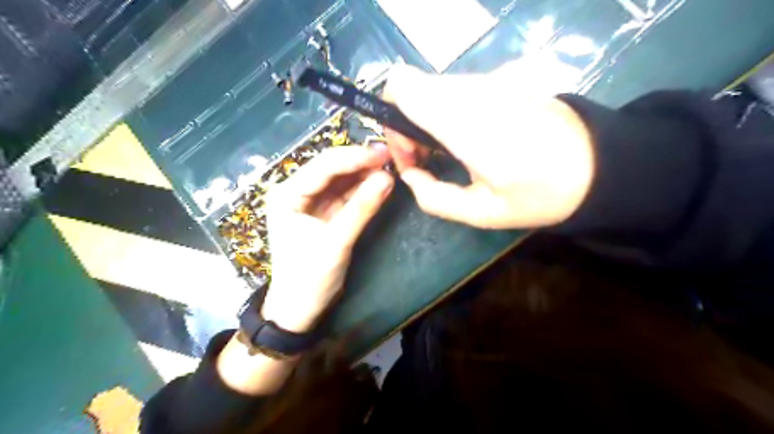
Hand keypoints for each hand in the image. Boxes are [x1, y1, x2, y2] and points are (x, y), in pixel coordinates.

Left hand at [260, 145, 393, 331]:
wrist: (299, 310)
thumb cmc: (309, 278)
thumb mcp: (336, 242)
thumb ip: (362, 208)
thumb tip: (388, 178)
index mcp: (288, 194)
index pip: (324, 166)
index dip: (355, 157)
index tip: (384, 153)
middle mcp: (296, 192)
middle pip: (331, 169)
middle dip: (360, 163)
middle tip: (391, 158)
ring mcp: (311, 203)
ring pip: (340, 180)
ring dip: (364, 175)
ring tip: (390, 168)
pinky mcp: (325, 214)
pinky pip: (345, 196)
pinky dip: (362, 190)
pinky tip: (379, 184)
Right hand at [381, 63, 593, 229]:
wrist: (601, 165)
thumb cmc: (541, 194)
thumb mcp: (481, 213)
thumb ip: (433, 197)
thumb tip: (409, 175)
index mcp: (463, 121)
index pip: (401, 87)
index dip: (391, 119)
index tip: (410, 154)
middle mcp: (472, 90)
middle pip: (413, 88)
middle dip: (407, 125)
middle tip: (428, 161)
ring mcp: (490, 80)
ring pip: (434, 90)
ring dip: (427, 120)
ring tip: (450, 154)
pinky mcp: (503, 80)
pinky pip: (457, 92)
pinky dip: (448, 112)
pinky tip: (470, 140)